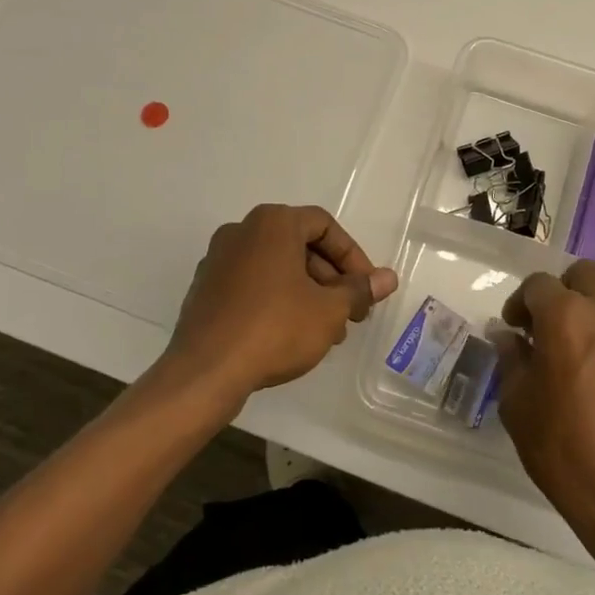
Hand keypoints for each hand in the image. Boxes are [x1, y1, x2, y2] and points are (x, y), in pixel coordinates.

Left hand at [158, 203, 397, 411]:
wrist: (205, 372)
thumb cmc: (275, 328)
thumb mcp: (329, 310)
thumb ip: (359, 290)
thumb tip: (388, 278)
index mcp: (272, 223)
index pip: (325, 226)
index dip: (353, 256)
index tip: (366, 289)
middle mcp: (242, 231)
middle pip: (300, 245)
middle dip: (331, 279)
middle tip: (351, 312)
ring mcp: (218, 260)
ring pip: (277, 267)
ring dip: (308, 293)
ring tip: (328, 330)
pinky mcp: (205, 289)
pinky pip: (253, 284)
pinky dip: (278, 300)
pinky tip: (293, 335)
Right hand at [497, 259, 594, 574]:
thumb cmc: (568, 453)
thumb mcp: (519, 408)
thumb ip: (511, 360)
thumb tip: (508, 336)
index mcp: (568, 316)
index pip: (538, 284)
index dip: (521, 303)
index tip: (515, 329)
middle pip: (584, 276)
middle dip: (562, 293)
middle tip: (550, 330)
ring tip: (584, 359)